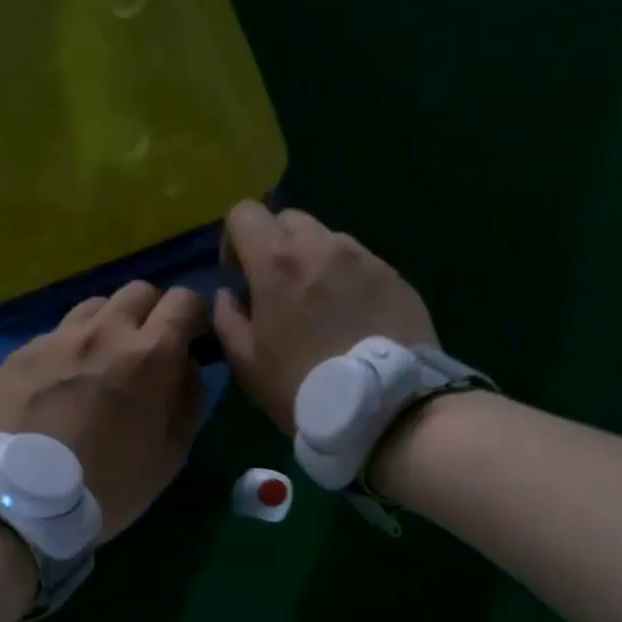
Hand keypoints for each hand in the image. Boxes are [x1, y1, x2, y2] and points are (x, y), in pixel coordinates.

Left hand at [0, 280, 208, 540]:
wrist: (25, 502)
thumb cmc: (111, 485)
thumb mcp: (172, 453)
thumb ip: (189, 398)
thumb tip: (187, 366)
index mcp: (149, 355)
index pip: (185, 299)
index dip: (194, 317)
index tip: (190, 341)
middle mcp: (104, 331)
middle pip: (140, 290)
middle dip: (153, 313)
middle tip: (148, 350)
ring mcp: (58, 338)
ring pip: (95, 305)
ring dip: (110, 324)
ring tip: (103, 361)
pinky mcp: (23, 352)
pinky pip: (58, 333)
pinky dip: (71, 347)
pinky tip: (62, 384)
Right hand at [213, 200, 437, 434]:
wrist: (384, 408)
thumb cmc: (301, 387)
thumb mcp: (246, 363)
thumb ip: (227, 318)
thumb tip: (230, 294)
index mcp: (277, 262)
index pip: (244, 213)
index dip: (234, 240)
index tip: (240, 275)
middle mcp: (322, 246)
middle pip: (287, 219)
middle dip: (275, 246)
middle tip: (279, 290)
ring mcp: (364, 257)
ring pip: (326, 240)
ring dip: (313, 261)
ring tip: (320, 307)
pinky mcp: (394, 276)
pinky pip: (359, 263)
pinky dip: (346, 279)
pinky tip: (351, 319)